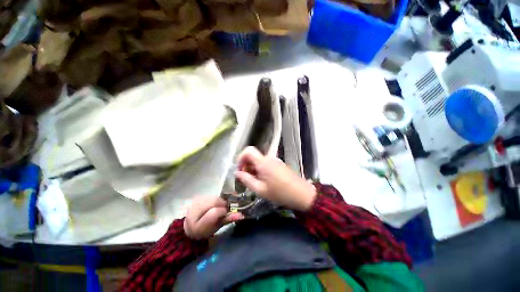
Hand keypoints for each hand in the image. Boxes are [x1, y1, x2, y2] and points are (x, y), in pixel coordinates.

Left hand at [184, 196, 243, 239]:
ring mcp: (194, 202)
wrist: (190, 226)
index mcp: (197, 224)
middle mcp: (193, 211)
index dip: (223, 211)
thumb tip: (241, 214)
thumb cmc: (205, 230)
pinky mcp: (196, 197)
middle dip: (222, 204)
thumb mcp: (216, 227)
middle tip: (224, 209)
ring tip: (217, 207)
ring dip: (218, 201)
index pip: (214, 212)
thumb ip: (227, 220)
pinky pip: (210, 195)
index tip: (225, 213)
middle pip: (214, 201)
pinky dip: (214, 199)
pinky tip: (213, 204)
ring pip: (213, 197)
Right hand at [235, 146, 316, 210]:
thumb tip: (237, 173)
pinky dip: (260, 170)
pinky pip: (266, 163)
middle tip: (245, 179)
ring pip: (259, 160)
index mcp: (263, 162)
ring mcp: (275, 160)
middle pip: (253, 156)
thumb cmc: (280, 193)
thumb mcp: (260, 190)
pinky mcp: (279, 164)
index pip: (248, 150)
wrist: (302, 193)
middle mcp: (269, 158)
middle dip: (246, 165)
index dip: (241, 157)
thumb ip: (247, 180)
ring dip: (253, 169)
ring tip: (254, 182)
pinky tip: (263, 181)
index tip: (239, 169)